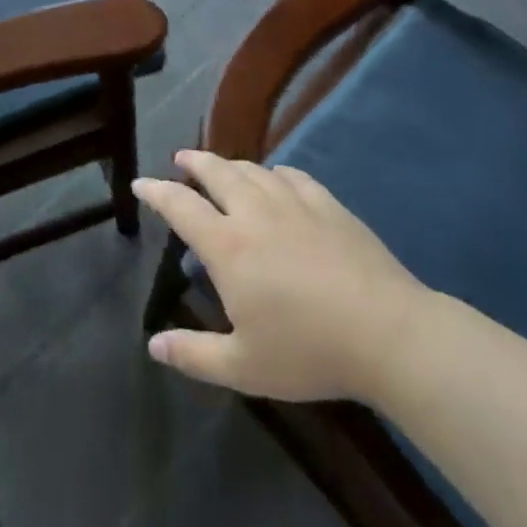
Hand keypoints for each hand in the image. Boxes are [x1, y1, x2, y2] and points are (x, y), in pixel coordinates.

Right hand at [132, 150, 426, 403]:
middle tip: (182, 160)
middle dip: (194, 163)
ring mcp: (294, 203)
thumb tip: (153, 345)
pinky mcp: (328, 204)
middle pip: (216, 172)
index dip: (157, 193)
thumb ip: (194, 354)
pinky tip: (276, 179)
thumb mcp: (243, 366)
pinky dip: (274, 173)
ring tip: (222, 168)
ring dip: (231, 165)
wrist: (385, 331)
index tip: (141, 184)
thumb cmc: (307, 350)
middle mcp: (255, 212)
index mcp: (228, 246)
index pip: (181, 206)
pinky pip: (292, 176)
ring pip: (253, 170)